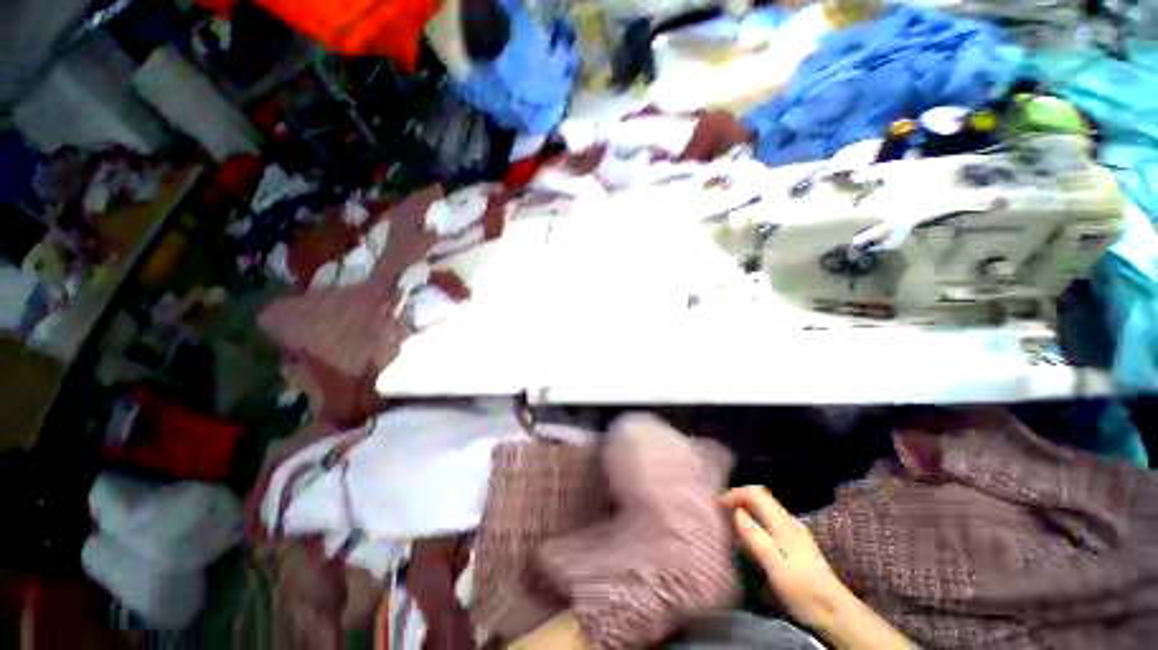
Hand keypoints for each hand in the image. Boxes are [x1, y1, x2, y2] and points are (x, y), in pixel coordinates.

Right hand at [719, 486, 851, 629]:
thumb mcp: (774, 563)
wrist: (834, 611)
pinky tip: (748, 534)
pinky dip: (754, 519)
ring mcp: (794, 532)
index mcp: (783, 522)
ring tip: (729, 519)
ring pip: (765, 509)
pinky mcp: (795, 544)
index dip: (735, 493)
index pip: (756, 493)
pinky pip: (768, 520)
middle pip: (760, 498)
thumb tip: (736, 512)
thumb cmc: (801, 587)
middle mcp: (789, 521)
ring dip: (745, 508)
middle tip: (720, 509)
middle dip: (738, 498)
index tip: (717, 504)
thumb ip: (755, 535)